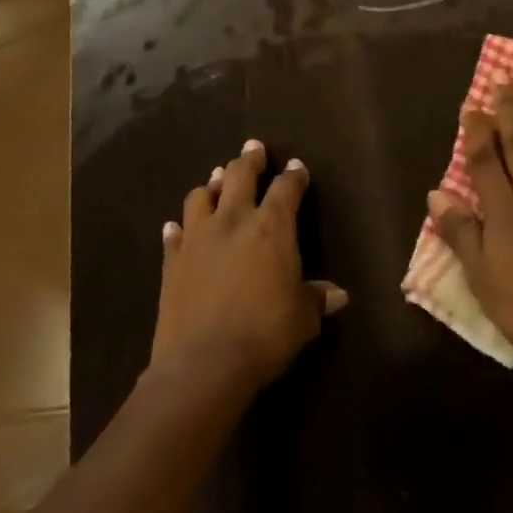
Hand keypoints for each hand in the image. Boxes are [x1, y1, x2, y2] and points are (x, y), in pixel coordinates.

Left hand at [151, 141, 347, 393]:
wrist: (204, 364)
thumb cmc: (265, 333)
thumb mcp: (303, 318)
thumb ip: (317, 299)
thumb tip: (339, 296)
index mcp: (272, 226)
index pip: (286, 188)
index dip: (294, 176)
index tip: (297, 168)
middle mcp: (234, 221)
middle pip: (240, 175)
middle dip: (249, 159)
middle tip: (253, 148)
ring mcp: (198, 238)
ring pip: (201, 197)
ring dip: (211, 187)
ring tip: (216, 182)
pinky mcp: (172, 262)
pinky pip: (174, 235)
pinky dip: (178, 228)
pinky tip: (176, 227)